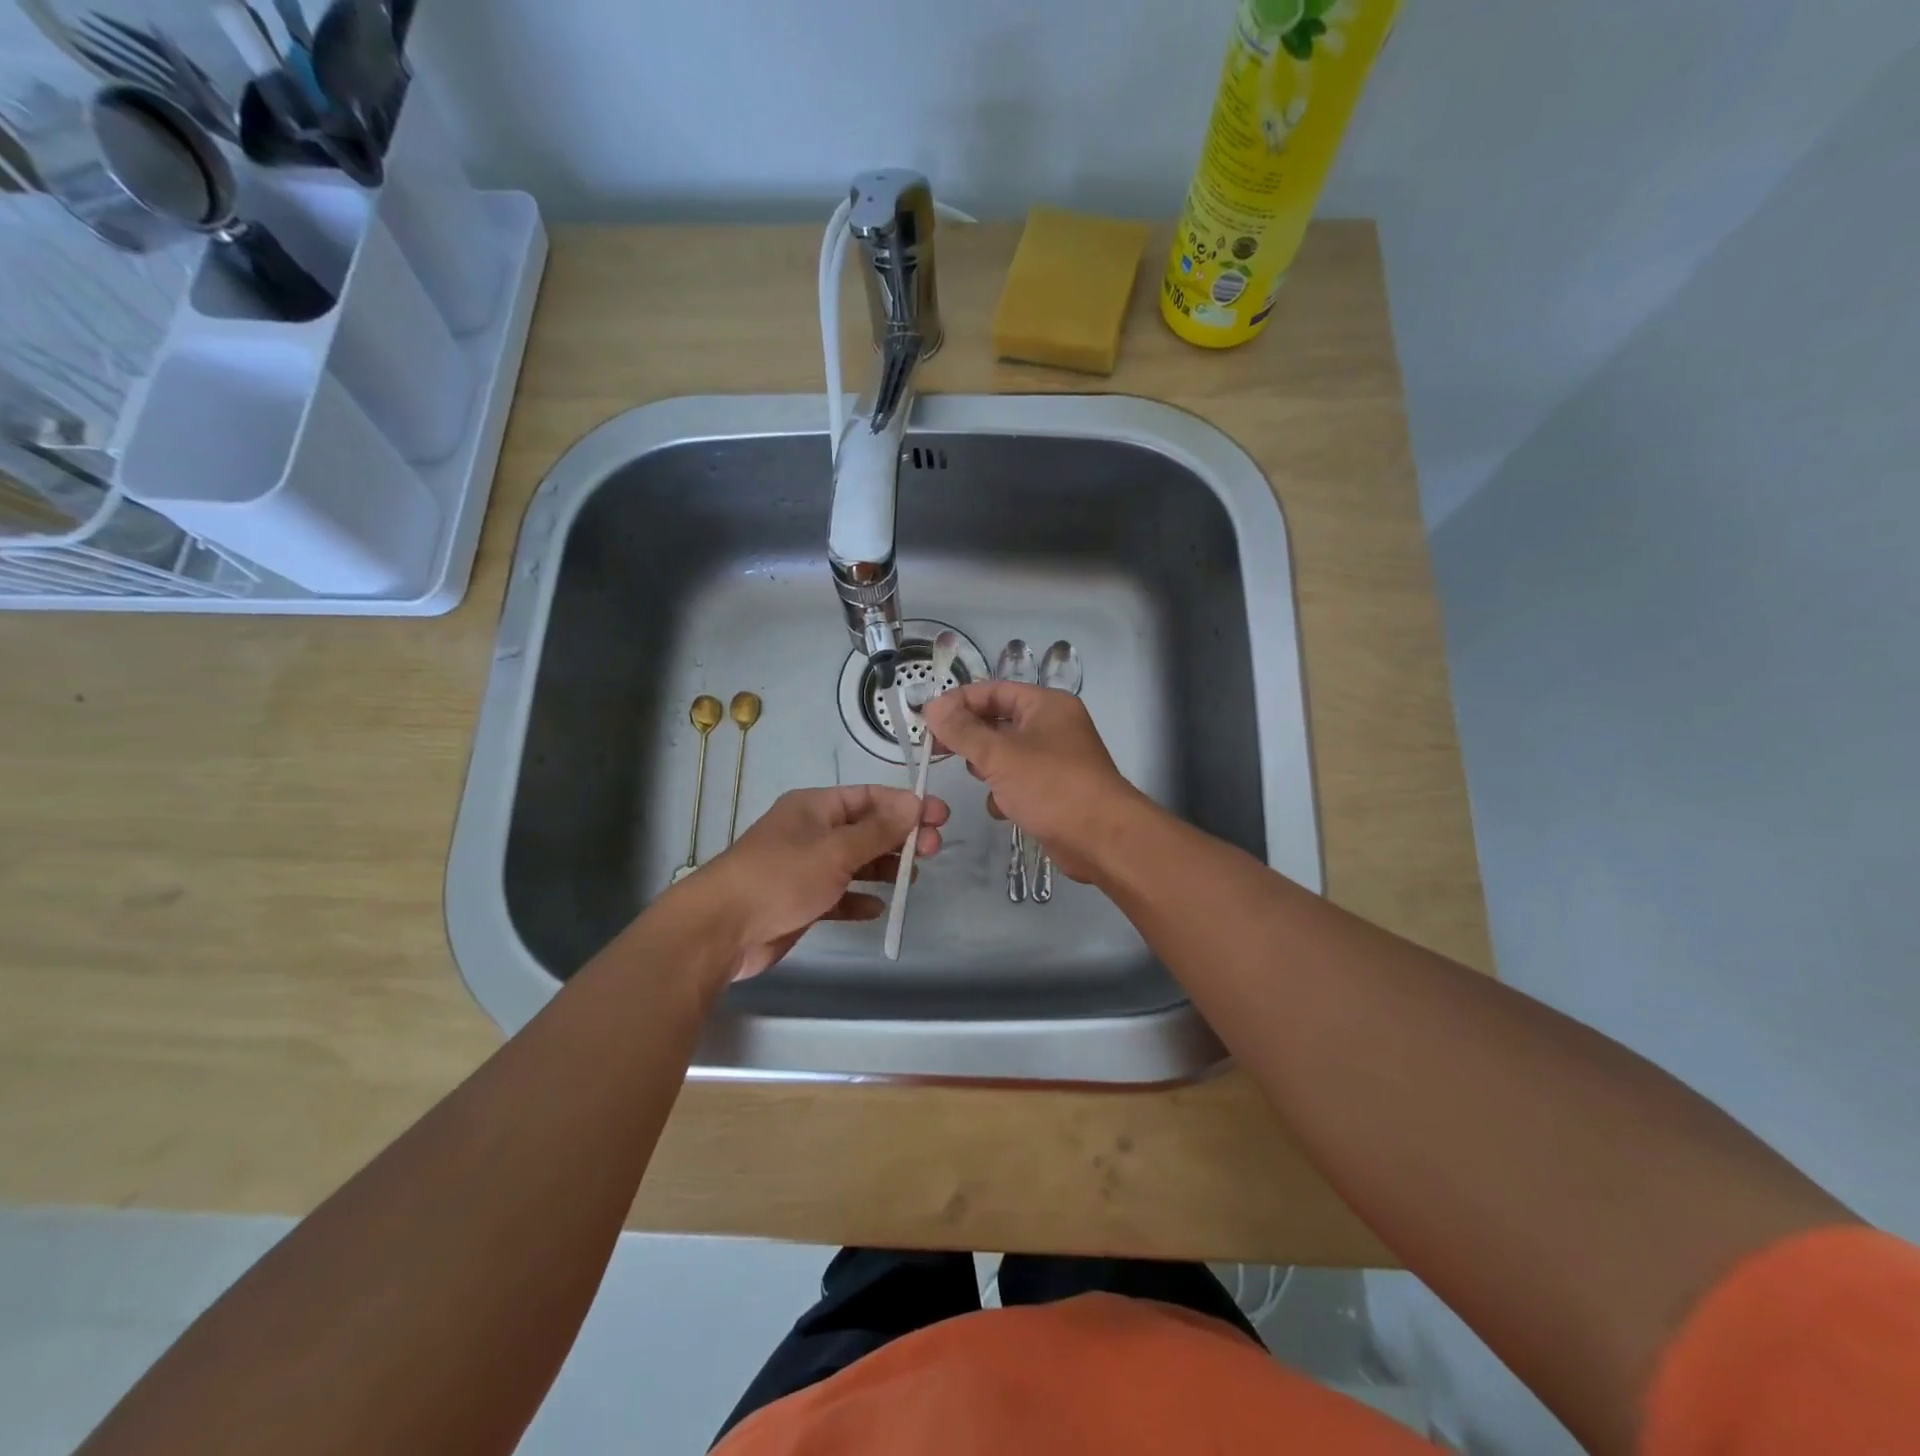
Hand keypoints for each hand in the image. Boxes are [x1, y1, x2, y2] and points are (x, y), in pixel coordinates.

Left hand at [684, 786, 947, 980]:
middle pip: (865, 829)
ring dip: (883, 868)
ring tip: (912, 879)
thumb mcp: (836, 849)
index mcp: (815, 807)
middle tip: (933, 849)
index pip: (868, 797)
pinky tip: (876, 909)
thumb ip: (878, 830)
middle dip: (899, 837)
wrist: (721, 929)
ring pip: (854, 863)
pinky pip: (838, 895)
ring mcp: (804, 868)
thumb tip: (914, 802)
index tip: (939, 815)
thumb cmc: (781, 877)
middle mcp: (811, 832)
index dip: (905, 804)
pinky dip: (858, 899)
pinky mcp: (800, 901)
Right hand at [923, 682, 1141, 884]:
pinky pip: (1017, 781)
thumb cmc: (1052, 786)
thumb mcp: (999, 755)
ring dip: (987, 767)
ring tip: (979, 778)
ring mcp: (1054, 759)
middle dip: (970, 737)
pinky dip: (1005, 792)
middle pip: (998, 721)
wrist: (1102, 839)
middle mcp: (1052, 726)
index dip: (959, 702)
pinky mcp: (1052, 790)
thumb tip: (932, 706)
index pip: (993, 691)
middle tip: (936, 750)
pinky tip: (1003, 807)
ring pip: (1005, 754)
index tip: (927, 719)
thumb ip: (962, 730)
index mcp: (1045, 705)